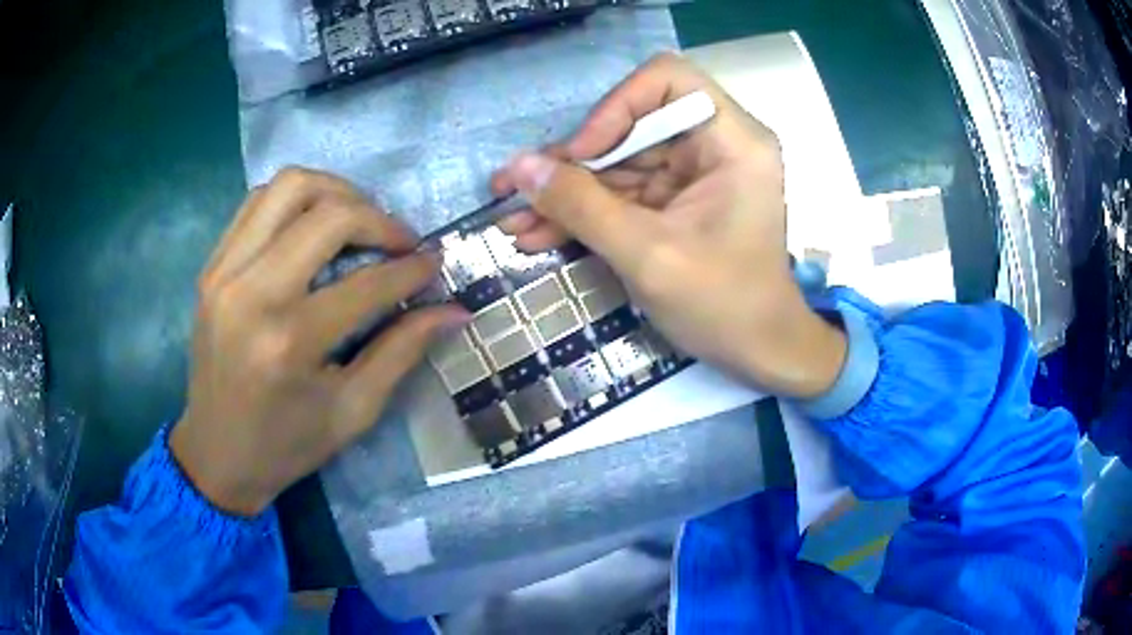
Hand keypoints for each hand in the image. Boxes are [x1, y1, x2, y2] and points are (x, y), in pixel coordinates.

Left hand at [171, 168, 469, 515]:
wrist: (216, 454)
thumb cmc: (286, 445)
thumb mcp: (352, 412)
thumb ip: (403, 352)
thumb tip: (454, 310)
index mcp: (289, 343)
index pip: (367, 283)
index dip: (412, 270)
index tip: (435, 264)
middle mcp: (252, 293)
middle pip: (327, 214)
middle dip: (378, 219)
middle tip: (400, 242)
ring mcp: (224, 272)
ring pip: (287, 187)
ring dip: (335, 191)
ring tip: (359, 219)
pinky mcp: (212, 266)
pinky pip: (257, 203)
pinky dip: (295, 201)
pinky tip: (313, 225)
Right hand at [493, 53, 845, 397]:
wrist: (758, 353)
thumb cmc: (723, 305)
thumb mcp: (647, 255)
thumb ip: (581, 206)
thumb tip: (519, 167)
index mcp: (732, 141)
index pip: (667, 80)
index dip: (617, 106)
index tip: (582, 153)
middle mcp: (715, 145)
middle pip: (632, 125)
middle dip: (571, 162)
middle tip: (513, 188)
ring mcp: (694, 174)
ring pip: (618, 163)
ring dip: (566, 193)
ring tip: (514, 220)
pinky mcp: (677, 201)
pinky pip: (623, 193)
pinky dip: (585, 213)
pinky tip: (539, 233)